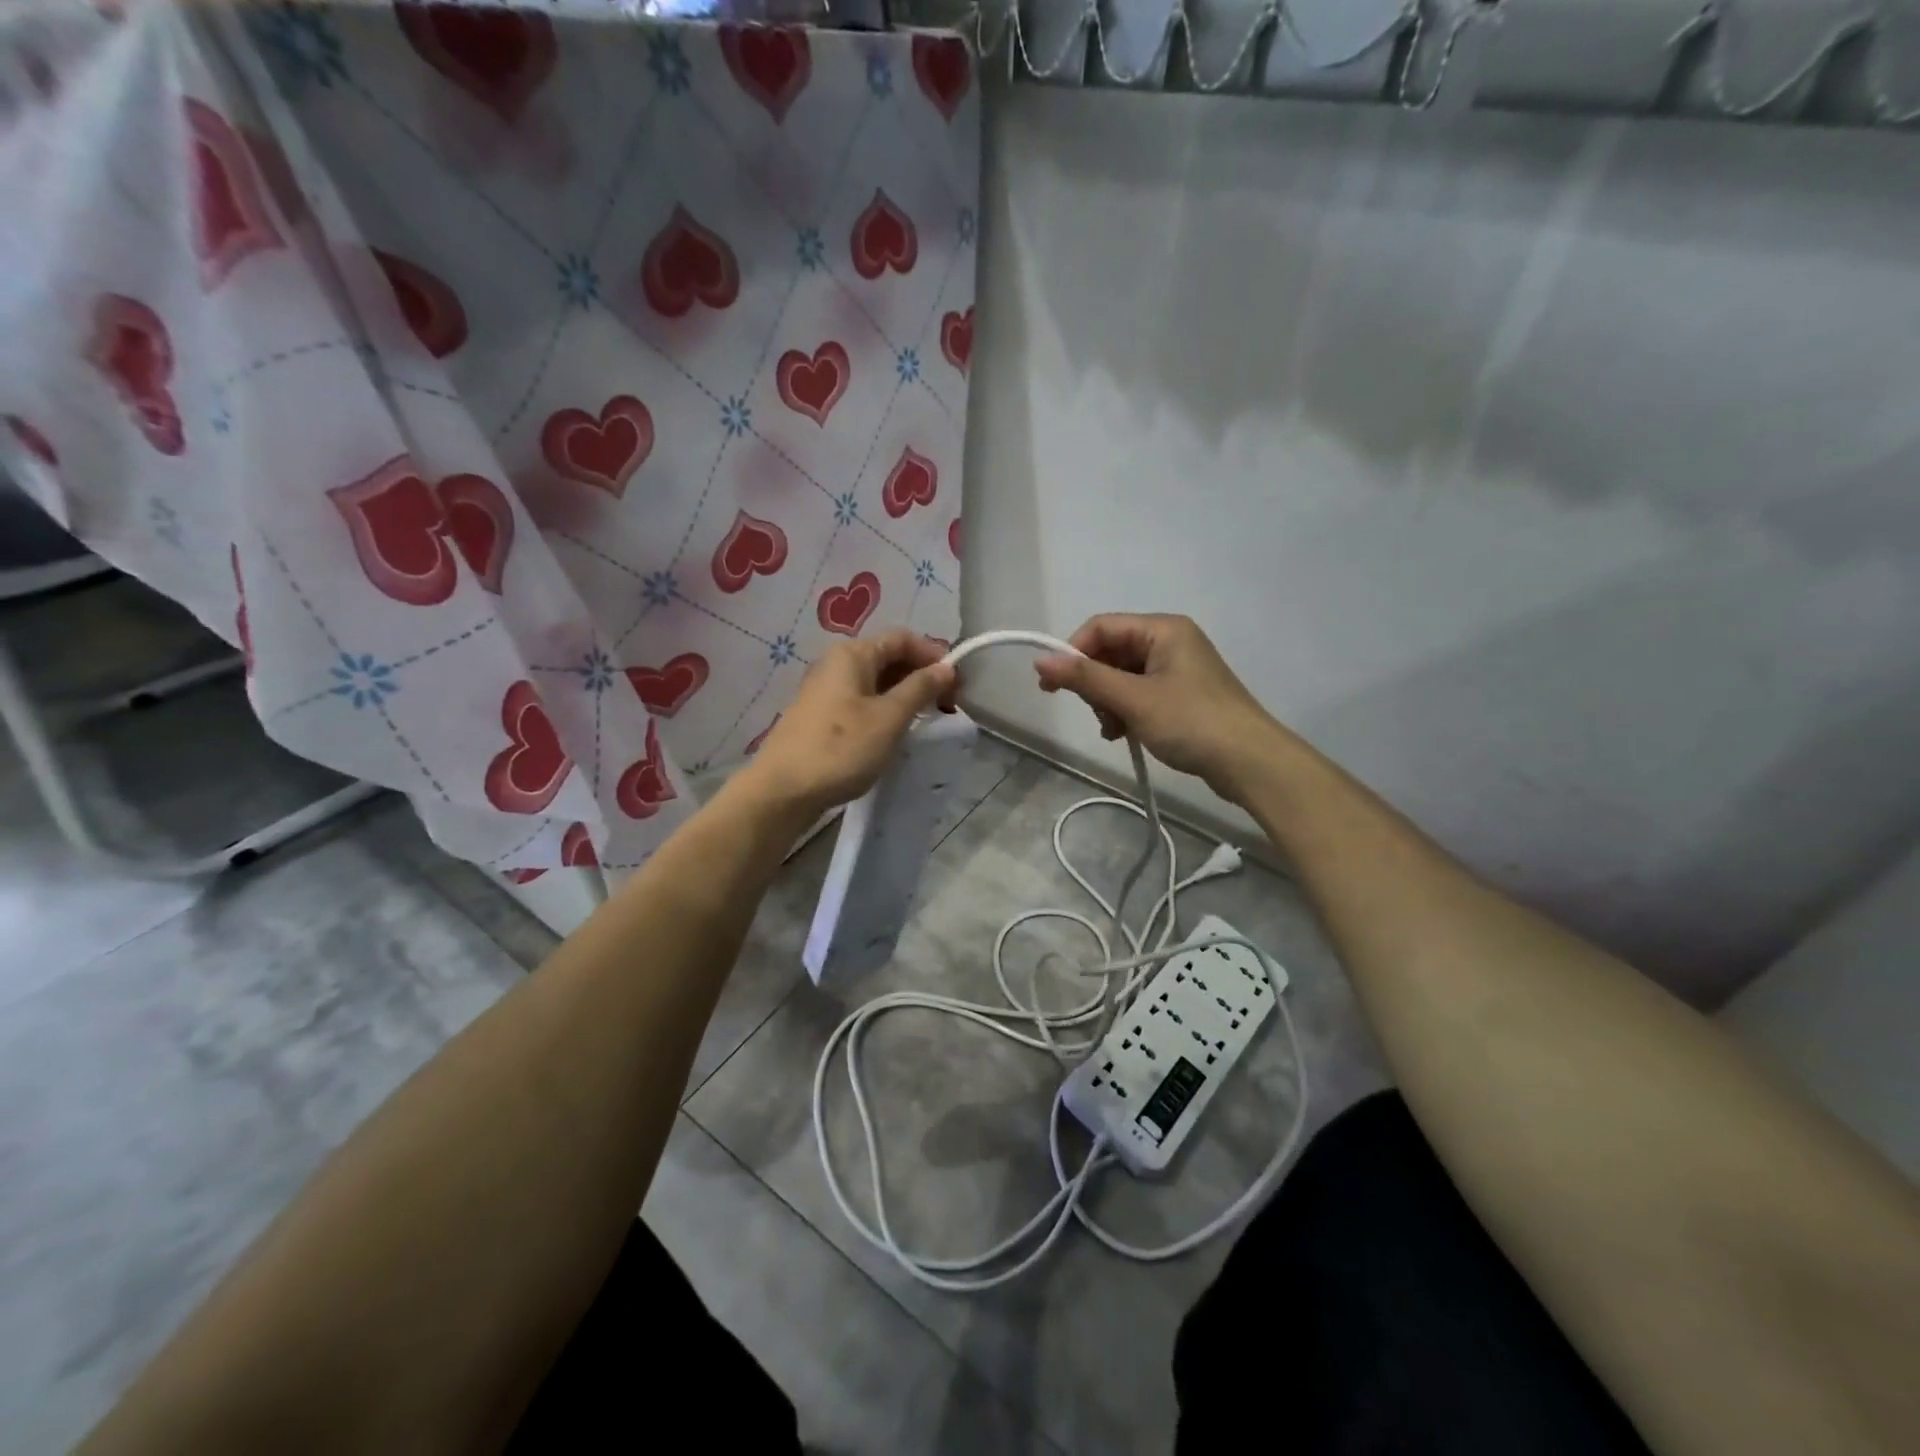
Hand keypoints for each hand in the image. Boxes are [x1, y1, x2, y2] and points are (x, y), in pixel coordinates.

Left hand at [738, 628, 955, 817]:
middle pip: (888, 657)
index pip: (903, 638)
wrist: (782, 791)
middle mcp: (836, 664)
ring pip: (875, 682)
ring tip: (923, 722)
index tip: (955, 687)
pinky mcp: (821, 716)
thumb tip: (946, 667)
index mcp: (852, 654)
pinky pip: (861, 701)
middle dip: (921, 677)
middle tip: (945, 708)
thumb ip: (920, 688)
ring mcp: (825, 691)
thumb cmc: (841, 748)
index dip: (933, 656)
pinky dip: (884, 710)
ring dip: (904, 696)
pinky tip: (893, 734)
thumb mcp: (889, 717)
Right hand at [1035, 614, 1283, 799]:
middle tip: (1098, 715)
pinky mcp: (1182, 695)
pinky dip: (1126, 711)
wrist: (1250, 762)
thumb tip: (1040, 661)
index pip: (1101, 627)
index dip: (1073, 653)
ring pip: (1122, 676)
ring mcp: (1178, 669)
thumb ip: (1085, 678)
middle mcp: (1170, 641)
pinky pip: (1139, 693)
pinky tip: (1124, 734)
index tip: (1052, 687)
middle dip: (1095, 684)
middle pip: (1111, 652)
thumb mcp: (1133, 699)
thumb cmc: (1191, 722)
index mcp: (1163, 629)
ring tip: (1114, 731)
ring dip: (1108, 702)